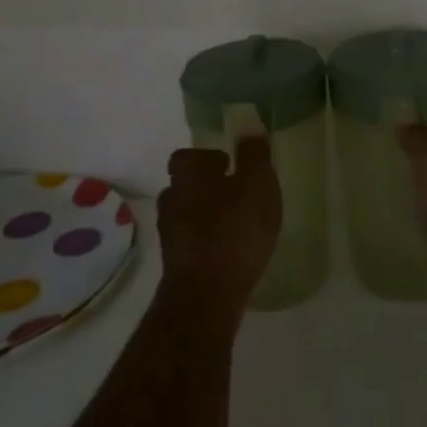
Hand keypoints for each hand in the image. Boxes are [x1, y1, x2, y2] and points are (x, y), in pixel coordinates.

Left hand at [157, 137, 281, 313]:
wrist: (205, 297)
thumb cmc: (234, 231)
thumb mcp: (257, 185)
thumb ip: (255, 155)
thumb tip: (251, 128)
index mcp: (187, 175)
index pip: (186, 156)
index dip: (206, 158)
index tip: (228, 164)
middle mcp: (171, 200)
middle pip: (184, 185)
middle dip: (206, 186)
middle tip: (235, 193)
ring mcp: (169, 235)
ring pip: (186, 215)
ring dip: (206, 215)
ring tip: (235, 223)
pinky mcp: (175, 265)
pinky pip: (191, 242)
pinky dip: (206, 241)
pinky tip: (229, 250)